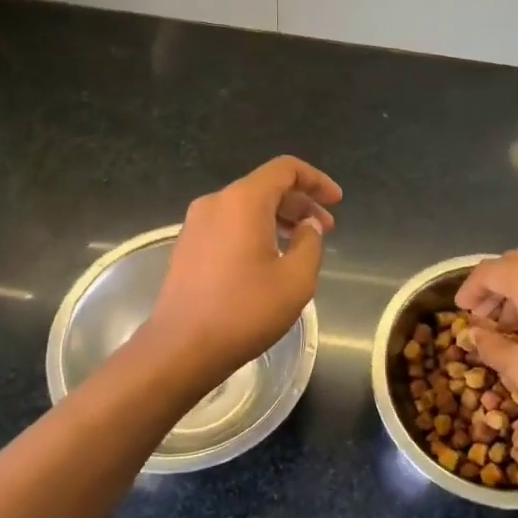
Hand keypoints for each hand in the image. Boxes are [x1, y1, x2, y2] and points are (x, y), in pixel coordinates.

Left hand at [145, 156, 341, 380]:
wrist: (180, 348)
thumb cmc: (244, 310)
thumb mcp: (296, 279)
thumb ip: (310, 243)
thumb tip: (307, 226)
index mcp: (244, 201)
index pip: (286, 169)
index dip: (316, 180)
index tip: (336, 201)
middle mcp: (217, 202)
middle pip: (266, 186)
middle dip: (301, 202)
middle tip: (326, 228)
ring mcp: (197, 223)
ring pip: (247, 206)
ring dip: (279, 217)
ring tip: (301, 244)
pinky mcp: (187, 245)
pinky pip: (230, 223)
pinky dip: (256, 229)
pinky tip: (270, 258)